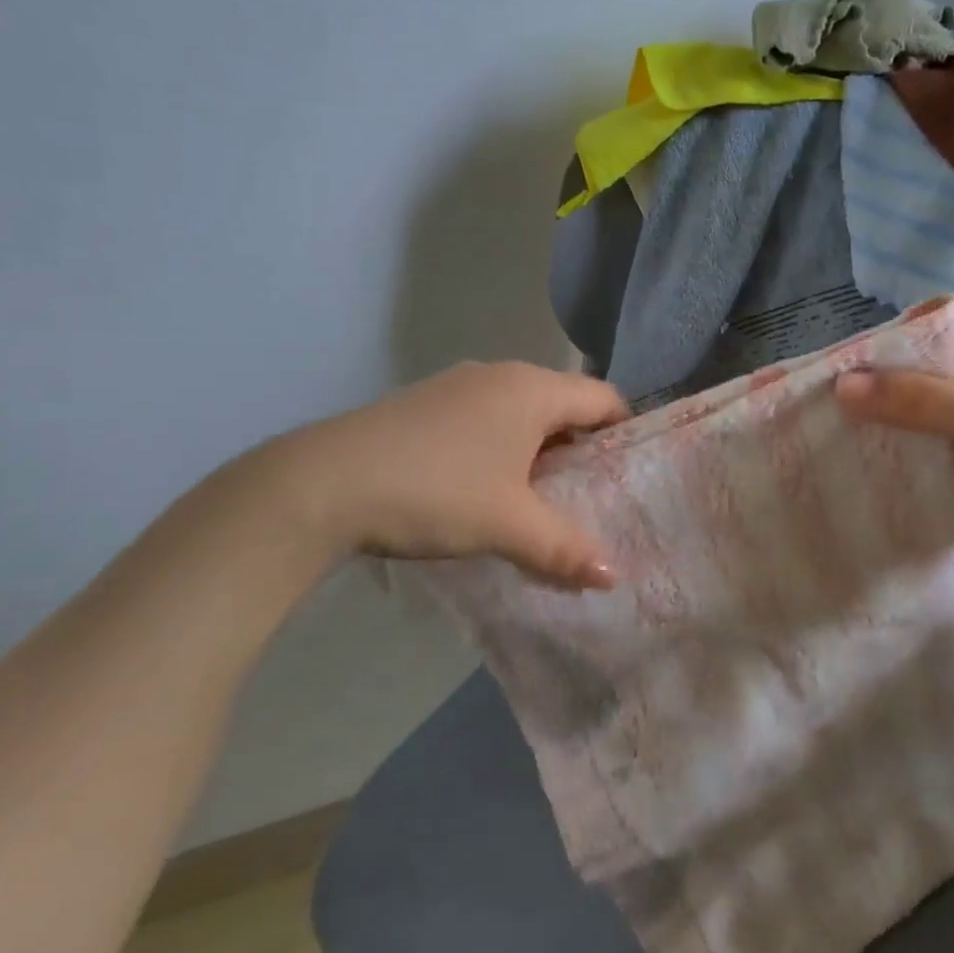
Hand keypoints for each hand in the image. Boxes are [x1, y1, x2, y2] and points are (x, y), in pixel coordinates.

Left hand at [287, 361, 627, 588]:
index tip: (630, 474)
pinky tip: (487, 488)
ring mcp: (457, 385)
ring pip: (522, 412)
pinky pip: (485, 418)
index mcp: (532, 390)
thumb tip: (613, 577)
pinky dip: (502, 447)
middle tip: (591, 495)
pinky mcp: (425, 403)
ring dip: (539, 449)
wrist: (322, 484)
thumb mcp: (508, 526)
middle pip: (564, 404)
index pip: (603, 398)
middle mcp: (500, 375)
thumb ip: (565, 549)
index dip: (624, 433)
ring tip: (541, 498)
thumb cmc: (436, 492)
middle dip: (581, 448)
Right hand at [835, 298, 953, 575]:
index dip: (904, 330)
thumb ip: (911, 397)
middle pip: (937, 362)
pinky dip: (917, 447)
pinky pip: (945, 442)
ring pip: (937, 406)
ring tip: (848, 427)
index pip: (949, 316)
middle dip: (892, 377)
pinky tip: (881, 457)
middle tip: (841, 395)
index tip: (857, 357)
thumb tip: (841, 385)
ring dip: (901, 417)